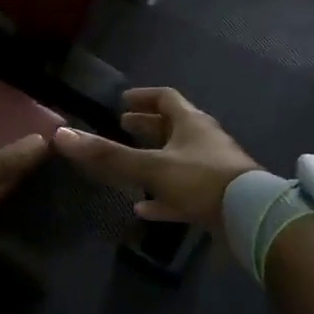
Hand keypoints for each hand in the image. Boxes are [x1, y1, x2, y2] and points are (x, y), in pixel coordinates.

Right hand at [50, 87, 258, 235]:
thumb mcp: (150, 167)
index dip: (143, 98)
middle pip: (173, 128)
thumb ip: (107, 156)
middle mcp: (204, 141)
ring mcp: (213, 170)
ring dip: (155, 161)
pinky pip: (184, 192)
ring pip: (178, 160)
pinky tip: (144, 209)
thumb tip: (61, 136)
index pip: (166, 99)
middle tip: (124, 126)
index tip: (122, 101)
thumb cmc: (201, 180)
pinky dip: (163, 197)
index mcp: (191, 124)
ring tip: (130, 167)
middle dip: (147, 127)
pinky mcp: (217, 198)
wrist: (252, 216)